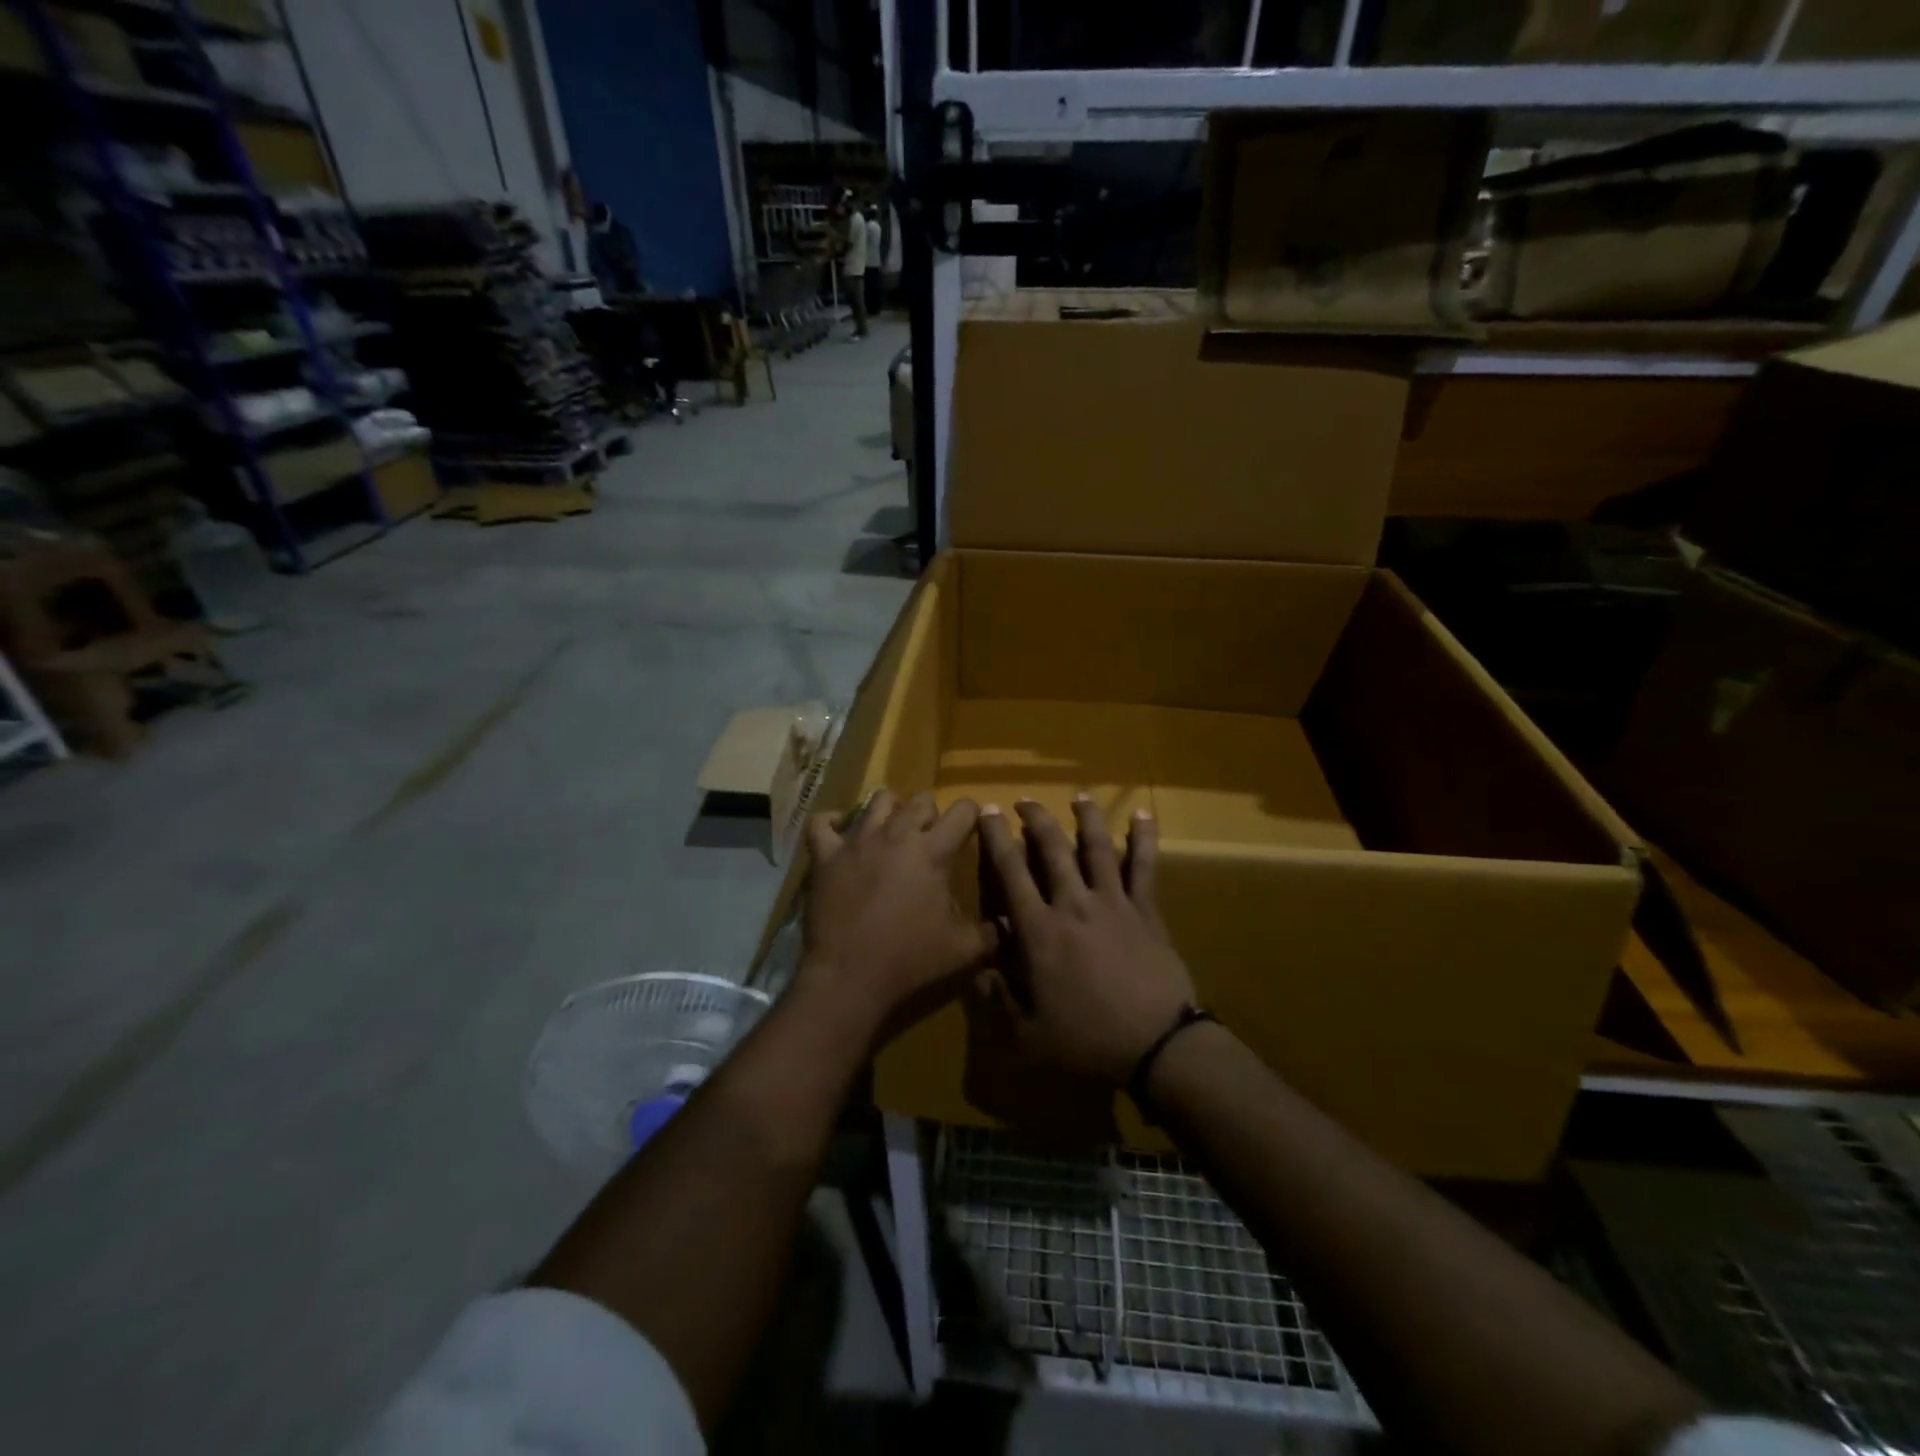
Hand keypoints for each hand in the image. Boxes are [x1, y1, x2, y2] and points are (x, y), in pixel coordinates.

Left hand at [800, 790, 998, 1036]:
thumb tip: (1008, 922)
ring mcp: (857, 841)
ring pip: (878, 800)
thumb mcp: (965, 950)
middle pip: (920, 800)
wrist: (850, 977)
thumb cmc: (911, 961)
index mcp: (933, 851)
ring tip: (892, 829)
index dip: (972, 815)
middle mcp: (896, 834)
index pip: (963, 811)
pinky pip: (822, 823)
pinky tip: (839, 829)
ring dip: (891, 809)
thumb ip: (992, 932)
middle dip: (931, 813)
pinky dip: (831, 821)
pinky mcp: (826, 856)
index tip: (972, 827)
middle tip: (931, 837)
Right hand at [978, 799, 1195, 1084]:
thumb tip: (981, 967)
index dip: (996, 839)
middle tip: (1023, 800)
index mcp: (1040, 931)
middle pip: (1052, 849)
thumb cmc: (1088, 1041)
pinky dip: (1143, 838)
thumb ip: (1000, 999)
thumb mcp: (1029, 1035)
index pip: (1011, 873)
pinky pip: (1144, 866)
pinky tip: (1143, 815)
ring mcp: (1113, 902)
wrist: (1157, 1044)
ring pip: (1097, 847)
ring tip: (1078, 797)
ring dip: (1086, 818)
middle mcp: (1073, 904)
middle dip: (1035, 819)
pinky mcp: (1146, 909)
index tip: (987, 813)